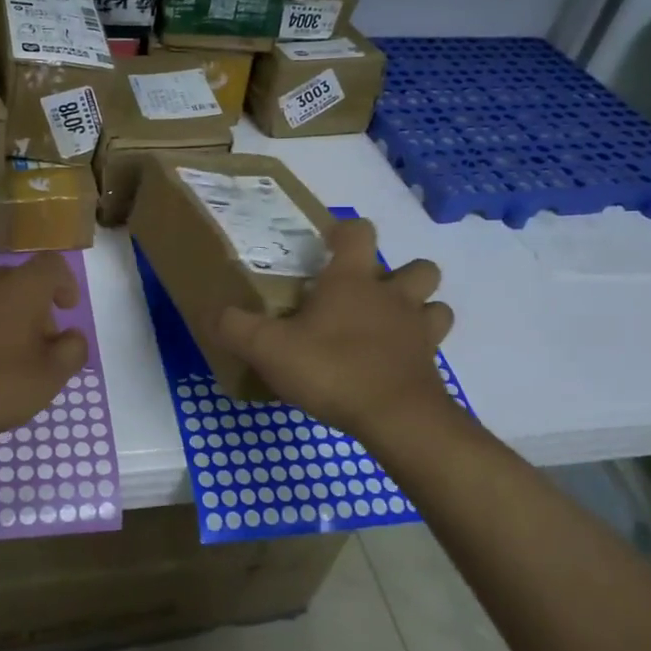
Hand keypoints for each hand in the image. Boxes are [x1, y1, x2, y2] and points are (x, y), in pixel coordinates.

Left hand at [0, 253, 88, 444]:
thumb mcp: (47, 378)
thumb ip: (71, 352)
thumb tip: (73, 336)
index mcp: (20, 286)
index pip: (53, 265)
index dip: (66, 283)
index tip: (68, 309)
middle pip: (23, 284)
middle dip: (38, 311)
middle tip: (41, 350)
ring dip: (9, 321)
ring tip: (9, 361)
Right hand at [216, 218, 455, 438]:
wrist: (397, 419)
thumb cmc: (332, 369)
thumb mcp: (268, 349)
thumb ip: (237, 328)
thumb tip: (215, 314)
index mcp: (352, 281)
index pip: (359, 233)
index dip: (345, 231)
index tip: (328, 242)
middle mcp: (392, 297)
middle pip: (417, 267)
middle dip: (398, 273)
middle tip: (367, 295)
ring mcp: (418, 331)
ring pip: (435, 305)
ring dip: (419, 309)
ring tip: (389, 326)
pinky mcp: (430, 366)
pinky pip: (432, 346)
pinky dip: (418, 350)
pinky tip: (393, 365)